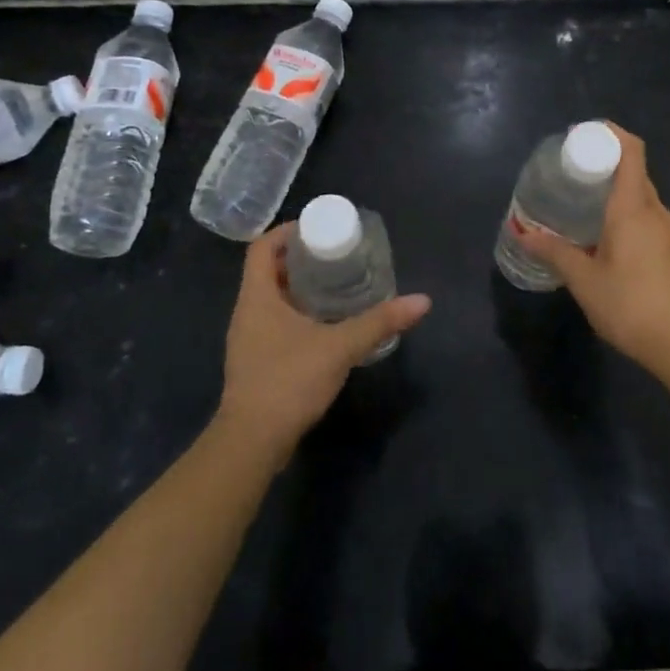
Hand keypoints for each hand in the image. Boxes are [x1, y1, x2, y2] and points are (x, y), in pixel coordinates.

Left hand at [215, 225, 431, 462]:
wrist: (252, 442)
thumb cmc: (288, 381)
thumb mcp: (339, 347)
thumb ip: (379, 322)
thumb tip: (422, 301)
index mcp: (257, 297)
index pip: (263, 247)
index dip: (287, 231)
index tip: (319, 228)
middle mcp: (247, 311)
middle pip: (269, 270)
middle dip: (301, 258)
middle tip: (336, 254)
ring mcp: (249, 338)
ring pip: (273, 298)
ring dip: (300, 287)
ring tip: (337, 283)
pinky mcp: (257, 361)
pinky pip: (276, 322)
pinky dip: (298, 313)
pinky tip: (327, 324)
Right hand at [515, 122, 669, 379]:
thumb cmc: (630, 305)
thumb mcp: (584, 280)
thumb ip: (554, 252)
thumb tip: (522, 232)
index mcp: (634, 207)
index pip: (631, 150)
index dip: (610, 134)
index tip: (583, 136)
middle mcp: (656, 211)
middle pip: (634, 171)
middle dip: (604, 164)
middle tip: (571, 173)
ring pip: (642, 197)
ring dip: (615, 192)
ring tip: (583, 205)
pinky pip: (648, 219)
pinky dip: (626, 215)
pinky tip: (606, 239)